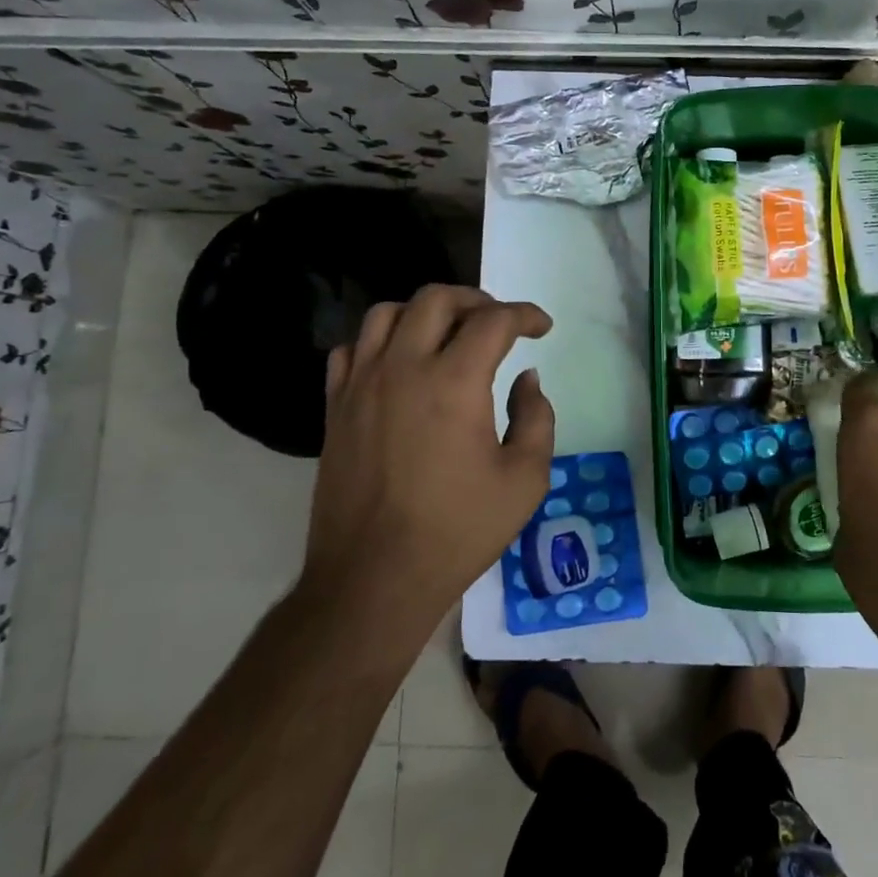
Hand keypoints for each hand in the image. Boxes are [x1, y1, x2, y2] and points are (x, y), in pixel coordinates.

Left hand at [301, 285, 553, 642]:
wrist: (375, 577)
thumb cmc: (458, 530)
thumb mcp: (525, 479)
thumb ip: (536, 417)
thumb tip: (526, 380)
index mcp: (454, 382)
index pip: (494, 320)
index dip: (525, 315)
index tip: (542, 328)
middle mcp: (403, 367)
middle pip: (436, 299)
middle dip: (476, 300)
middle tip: (498, 323)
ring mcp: (361, 384)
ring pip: (387, 313)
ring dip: (424, 312)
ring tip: (447, 334)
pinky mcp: (335, 407)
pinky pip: (352, 349)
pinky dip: (380, 342)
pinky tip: (398, 363)